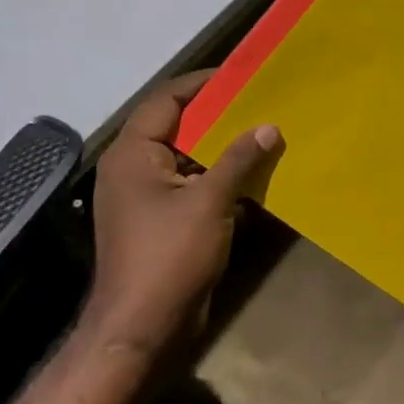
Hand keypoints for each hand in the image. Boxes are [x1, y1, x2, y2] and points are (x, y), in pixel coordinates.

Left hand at [82, 73, 282, 354]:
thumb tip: (269, 127)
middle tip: (261, 101)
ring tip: (264, 132)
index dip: (203, 84)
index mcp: (133, 154)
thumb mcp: (209, 202)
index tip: (242, 74)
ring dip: (222, 147)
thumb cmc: (169, 256)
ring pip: (188, 157)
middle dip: (219, 114)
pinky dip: (219, 176)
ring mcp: (146, 197)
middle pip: (178, 126)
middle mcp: (134, 169)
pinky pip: (192, 184)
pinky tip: (253, 174)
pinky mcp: (161, 221)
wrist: (141, 329)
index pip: (166, 100)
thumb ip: (239, 159)